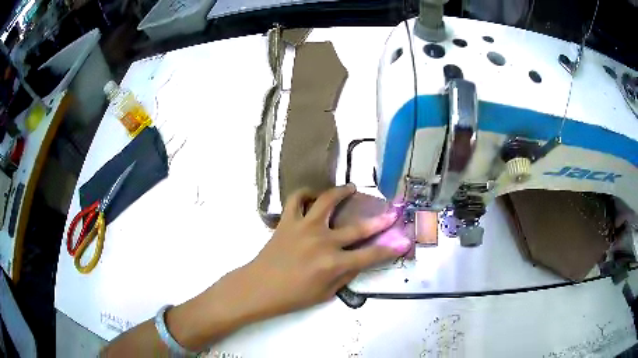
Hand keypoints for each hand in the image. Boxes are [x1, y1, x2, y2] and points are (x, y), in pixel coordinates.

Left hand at [242, 184, 411, 317]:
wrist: (259, 287)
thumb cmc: (293, 296)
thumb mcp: (325, 294)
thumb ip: (346, 276)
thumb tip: (359, 261)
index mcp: (334, 264)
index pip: (370, 255)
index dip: (390, 250)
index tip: (403, 242)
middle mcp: (323, 241)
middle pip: (358, 228)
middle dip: (380, 220)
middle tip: (391, 212)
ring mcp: (304, 227)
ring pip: (327, 200)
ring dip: (342, 192)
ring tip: (350, 188)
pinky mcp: (288, 221)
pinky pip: (297, 199)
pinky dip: (305, 194)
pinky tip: (313, 196)